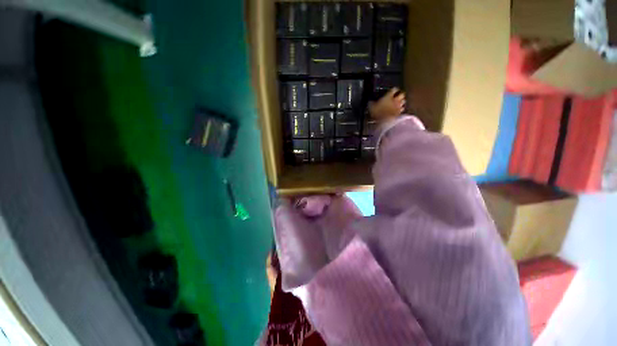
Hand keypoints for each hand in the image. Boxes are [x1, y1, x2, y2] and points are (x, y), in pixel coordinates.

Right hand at [368, 88, 405, 121]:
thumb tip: (370, 101)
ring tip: (399, 102)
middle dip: (400, 94)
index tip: (392, 90)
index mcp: (388, 96)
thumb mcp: (371, 106)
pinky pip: (402, 109)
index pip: (394, 89)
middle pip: (402, 94)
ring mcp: (398, 106)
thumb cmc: (376, 112)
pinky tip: (398, 110)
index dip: (394, 89)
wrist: (382, 122)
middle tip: (397, 96)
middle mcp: (395, 100)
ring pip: (404, 101)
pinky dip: (401, 108)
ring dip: (401, 101)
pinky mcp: (399, 113)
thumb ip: (372, 102)